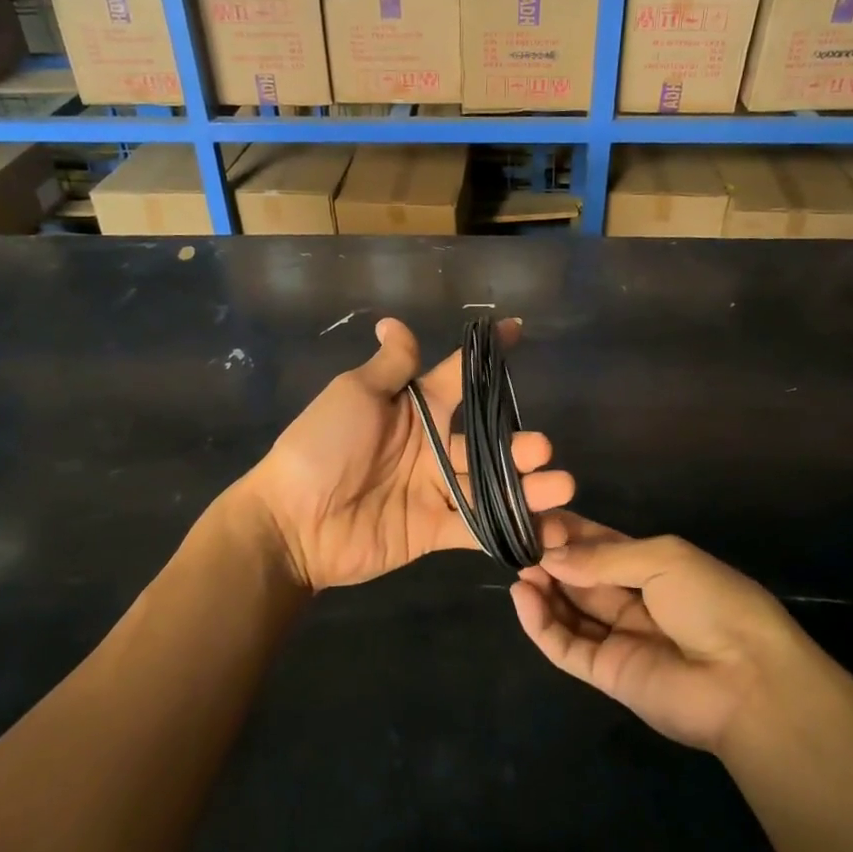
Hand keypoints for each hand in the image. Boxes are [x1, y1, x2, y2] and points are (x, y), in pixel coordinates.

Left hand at [244, 318, 574, 592]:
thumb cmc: (321, 447)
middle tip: (542, 449)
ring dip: (528, 486)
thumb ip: (389, 367)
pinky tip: (548, 530)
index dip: (487, 355)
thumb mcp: (354, 396)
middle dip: (520, 444)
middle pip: (488, 440)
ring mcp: (435, 489)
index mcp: (415, 408)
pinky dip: (511, 529)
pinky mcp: (434, 529)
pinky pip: (478, 528)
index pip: (459, 375)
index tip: (517, 329)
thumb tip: (394, 321)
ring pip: (492, 484)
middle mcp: (432, 446)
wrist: (293, 522)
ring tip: (559, 487)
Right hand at [509, 514, 802, 753]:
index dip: (570, 534)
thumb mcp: (663, 559)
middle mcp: (632, 600)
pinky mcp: (607, 674)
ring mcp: (619, 638)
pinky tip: (523, 596)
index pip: (600, 546)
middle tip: (519, 542)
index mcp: (653, 567)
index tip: (536, 519)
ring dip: (543, 589)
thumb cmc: (713, 603)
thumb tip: (551, 556)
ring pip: (569, 610)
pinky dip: (540, 623)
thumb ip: (603, 558)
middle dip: (551, 558)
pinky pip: (565, 645)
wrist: (749, 681)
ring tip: (520, 569)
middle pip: (581, 576)